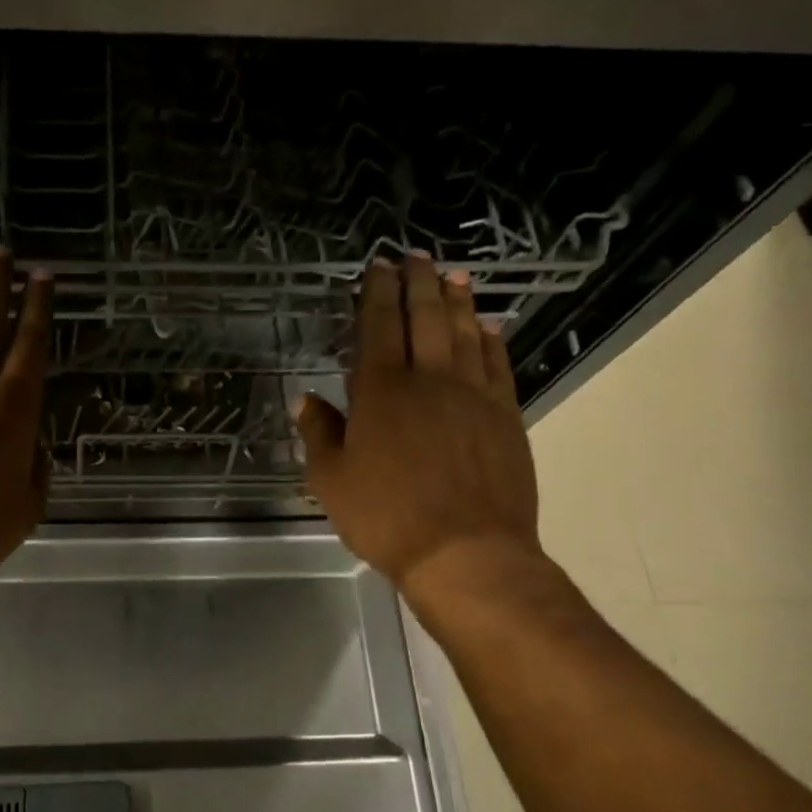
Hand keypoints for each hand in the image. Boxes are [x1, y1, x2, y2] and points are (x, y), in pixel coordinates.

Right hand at [296, 252, 539, 595]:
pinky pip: (498, 365)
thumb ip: (319, 434)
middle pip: (427, 318)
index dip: (377, 293)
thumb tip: (306, 400)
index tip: (378, 267)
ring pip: (466, 334)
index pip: (379, 326)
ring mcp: (474, 395)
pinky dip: (492, 341)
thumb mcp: (331, 481)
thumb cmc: (386, 517)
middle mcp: (430, 380)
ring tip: (454, 276)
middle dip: (419, 283)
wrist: (466, 554)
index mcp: (382, 391)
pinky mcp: (505, 417)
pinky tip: (489, 328)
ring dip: (458, 301)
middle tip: (417, 257)